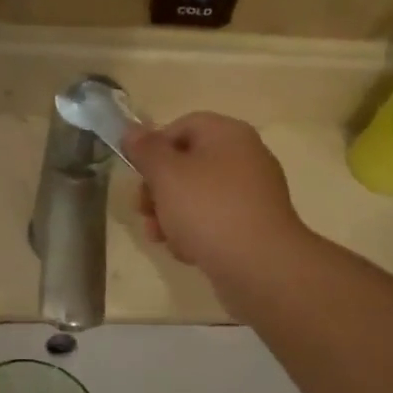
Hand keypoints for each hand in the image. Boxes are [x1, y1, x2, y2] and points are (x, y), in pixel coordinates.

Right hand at [123, 114, 305, 281]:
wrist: (260, 265)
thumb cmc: (209, 210)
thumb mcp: (166, 175)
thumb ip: (146, 150)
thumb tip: (132, 130)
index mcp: (228, 134)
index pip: (182, 126)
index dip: (154, 149)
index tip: (138, 176)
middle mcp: (245, 157)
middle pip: (187, 164)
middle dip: (158, 190)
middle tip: (143, 212)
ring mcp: (252, 194)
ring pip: (197, 196)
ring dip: (170, 216)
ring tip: (160, 238)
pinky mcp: (253, 226)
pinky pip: (215, 221)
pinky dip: (196, 233)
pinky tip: (187, 253)